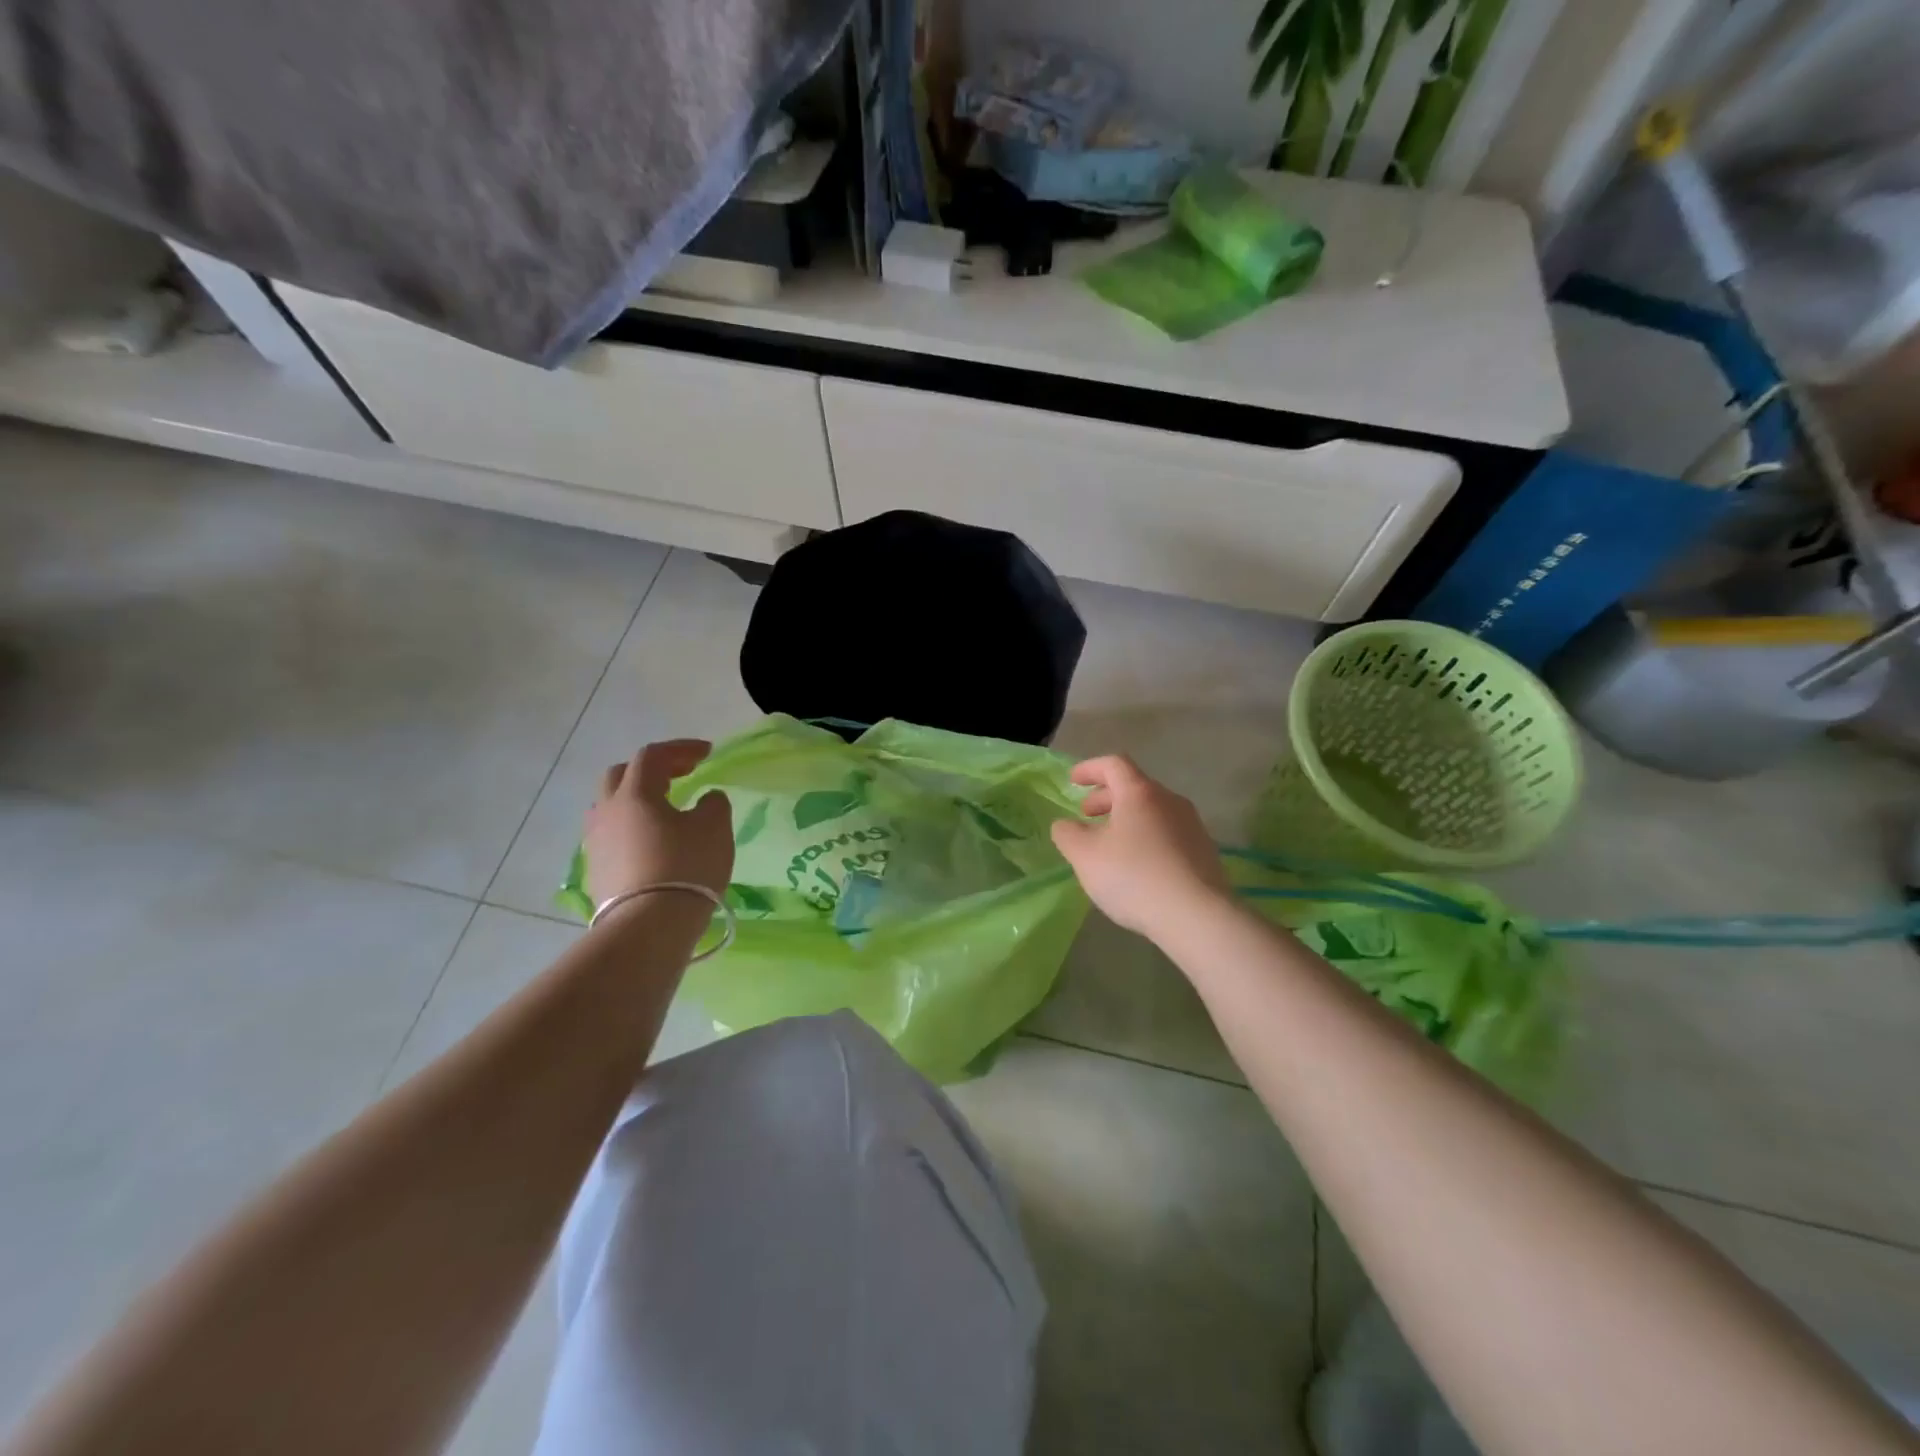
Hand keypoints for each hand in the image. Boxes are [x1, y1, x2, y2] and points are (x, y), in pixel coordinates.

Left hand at [583, 740, 733, 905]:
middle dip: (652, 770)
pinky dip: (632, 829)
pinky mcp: (596, 871)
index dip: (680, 749)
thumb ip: (713, 804)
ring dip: (637, 800)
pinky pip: (612, 836)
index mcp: (635, 793)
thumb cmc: (686, 867)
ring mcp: (596, 843)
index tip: (707, 753)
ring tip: (664, 810)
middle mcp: (607, 811)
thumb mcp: (715, 828)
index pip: (652, 756)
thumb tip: (706, 799)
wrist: (648, 926)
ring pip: (611, 807)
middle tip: (680, 775)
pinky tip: (653, 843)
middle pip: (621, 776)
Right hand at [1050, 755, 1232, 941]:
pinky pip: (1167, 833)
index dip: (1090, 769)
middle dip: (1106, 797)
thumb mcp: (1085, 856)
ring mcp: (1192, 825)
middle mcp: (1170, 801)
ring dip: (1126, 819)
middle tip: (1086, 815)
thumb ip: (1068, 834)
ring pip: (1152, 811)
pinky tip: (1137, 866)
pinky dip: (1146, 837)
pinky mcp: (1204, 851)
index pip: (1113, 764)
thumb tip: (1066, 825)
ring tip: (1110, 844)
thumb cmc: (1134, 877)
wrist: (1198, 917)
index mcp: (1140, 793)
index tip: (1073, 781)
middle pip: (1134, 787)